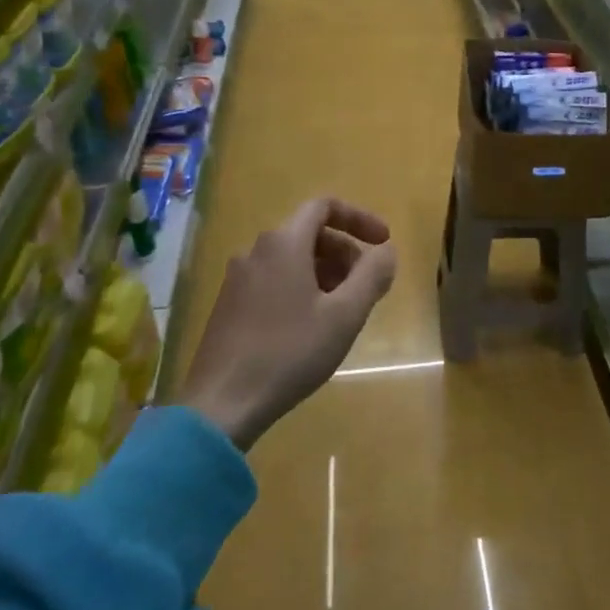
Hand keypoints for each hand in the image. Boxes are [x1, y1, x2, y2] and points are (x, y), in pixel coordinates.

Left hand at [179, 198, 397, 448]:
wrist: (223, 403)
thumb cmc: (290, 353)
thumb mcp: (345, 315)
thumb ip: (372, 276)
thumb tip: (387, 251)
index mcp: (283, 243)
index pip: (324, 206)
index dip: (359, 218)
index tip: (384, 243)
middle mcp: (256, 250)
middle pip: (309, 233)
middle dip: (346, 252)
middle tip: (368, 287)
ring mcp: (238, 278)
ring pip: (292, 259)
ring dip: (326, 273)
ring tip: (344, 311)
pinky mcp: (229, 305)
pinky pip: (274, 280)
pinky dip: (302, 288)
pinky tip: (312, 327)